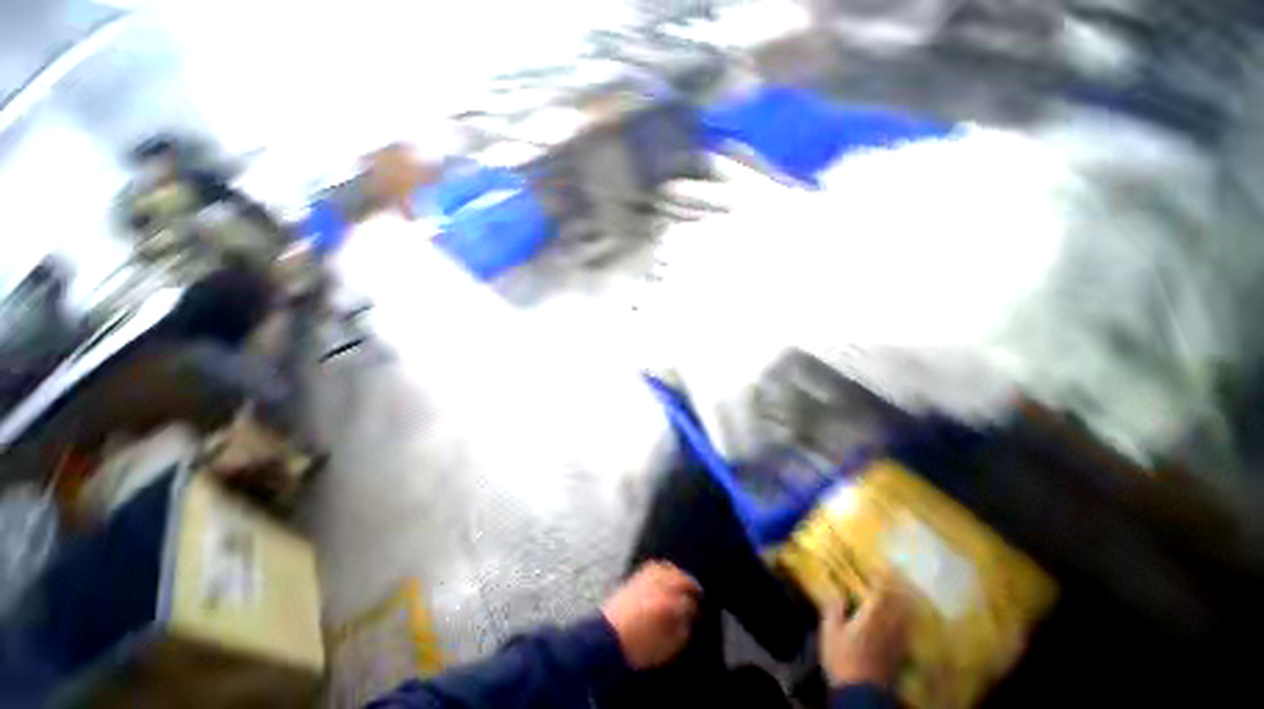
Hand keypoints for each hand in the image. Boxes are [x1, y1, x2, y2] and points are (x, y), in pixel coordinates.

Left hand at [602, 561, 701, 668]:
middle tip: (696, 590)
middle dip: (689, 584)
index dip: (694, 607)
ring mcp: (645, 580)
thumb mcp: (664, 649)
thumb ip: (680, 634)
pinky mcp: (634, 578)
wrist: (606, 638)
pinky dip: (662, 567)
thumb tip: (687, 622)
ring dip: (676, 573)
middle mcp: (658, 587)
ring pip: (666, 568)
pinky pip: (652, 567)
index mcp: (667, 606)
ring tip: (682, 579)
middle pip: (679, 578)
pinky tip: (664, 573)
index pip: (687, 601)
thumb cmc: (637, 648)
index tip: (697, 610)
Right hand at [820, 581, 912, 688]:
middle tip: (895, 575)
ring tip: (902, 592)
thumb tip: (836, 592)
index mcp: (871, 615)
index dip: (882, 577)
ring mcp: (898, 640)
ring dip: (905, 601)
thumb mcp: (830, 633)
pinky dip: (907, 618)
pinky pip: (907, 629)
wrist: (862, 693)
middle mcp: (889, 624)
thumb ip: (834, 609)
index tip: (881, 565)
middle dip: (897, 587)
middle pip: (899, 601)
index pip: (882, 591)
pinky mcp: (900, 653)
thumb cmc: (843, 659)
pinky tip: (904, 618)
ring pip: (906, 615)